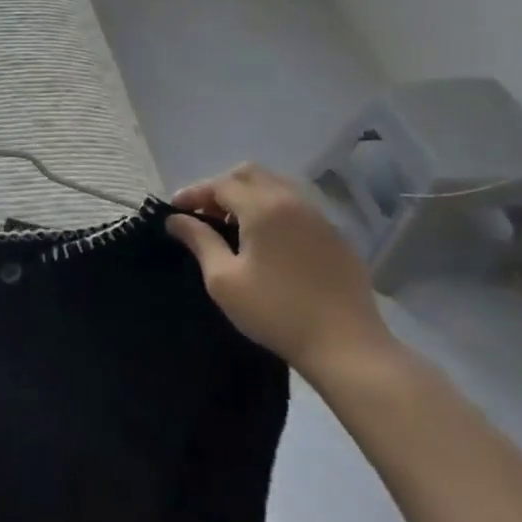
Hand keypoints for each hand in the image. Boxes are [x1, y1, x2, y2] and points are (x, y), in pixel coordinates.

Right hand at [167, 163, 394, 379]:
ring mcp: (319, 217)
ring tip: (235, 226)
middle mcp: (292, 201)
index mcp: (263, 208)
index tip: (174, 210)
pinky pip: (298, 207)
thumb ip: (199, 241)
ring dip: (249, 196)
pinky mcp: (336, 237)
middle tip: (205, 214)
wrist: (347, 346)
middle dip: (222, 188)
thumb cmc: (276, 312)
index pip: (220, 185)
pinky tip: (269, 242)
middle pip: (250, 174)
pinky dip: (275, 210)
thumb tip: (176, 219)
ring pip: (277, 186)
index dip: (194, 193)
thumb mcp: (224, 280)